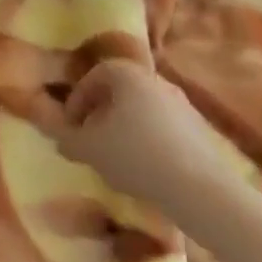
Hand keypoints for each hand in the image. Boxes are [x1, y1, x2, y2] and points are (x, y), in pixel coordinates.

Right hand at [58, 60, 234, 218]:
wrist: (199, 187)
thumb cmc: (135, 156)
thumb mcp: (88, 149)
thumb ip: (67, 139)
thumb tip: (60, 137)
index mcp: (129, 76)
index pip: (96, 74)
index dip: (78, 98)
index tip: (71, 125)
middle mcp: (157, 81)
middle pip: (122, 90)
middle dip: (102, 112)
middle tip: (91, 139)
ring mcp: (183, 104)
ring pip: (144, 108)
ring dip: (126, 126)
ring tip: (117, 157)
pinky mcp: (201, 129)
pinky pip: (165, 126)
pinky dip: (149, 139)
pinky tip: (145, 167)